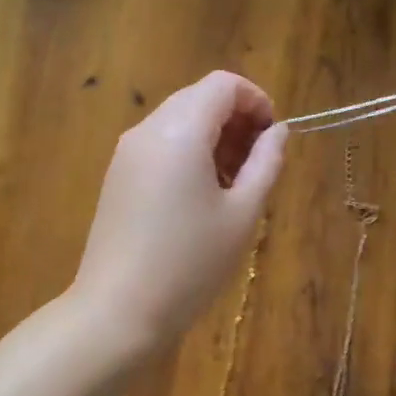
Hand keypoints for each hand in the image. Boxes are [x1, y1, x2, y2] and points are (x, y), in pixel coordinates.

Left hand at [71, 70, 286, 350]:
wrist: (118, 311)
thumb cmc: (190, 264)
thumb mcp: (242, 214)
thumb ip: (266, 163)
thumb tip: (278, 131)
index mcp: (179, 131)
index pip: (223, 85)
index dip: (257, 101)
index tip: (273, 139)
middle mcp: (147, 130)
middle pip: (199, 99)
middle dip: (236, 121)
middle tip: (258, 166)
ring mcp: (126, 154)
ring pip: (179, 122)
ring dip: (213, 139)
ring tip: (234, 187)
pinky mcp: (117, 178)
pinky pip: (160, 147)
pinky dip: (188, 155)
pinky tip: (201, 200)